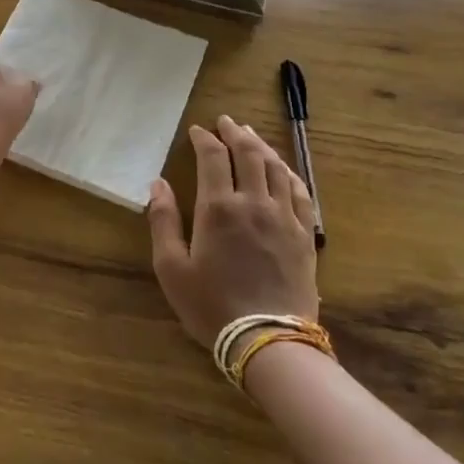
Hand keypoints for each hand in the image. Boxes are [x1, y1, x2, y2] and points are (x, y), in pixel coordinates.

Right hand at [146, 115, 319, 347]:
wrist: (269, 341)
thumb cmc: (212, 306)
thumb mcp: (171, 267)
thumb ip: (163, 220)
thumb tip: (158, 183)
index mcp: (218, 208)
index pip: (213, 157)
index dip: (205, 139)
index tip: (197, 131)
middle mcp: (254, 202)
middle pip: (249, 154)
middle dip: (235, 133)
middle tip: (226, 122)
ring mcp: (284, 217)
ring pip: (276, 167)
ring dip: (262, 146)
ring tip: (251, 136)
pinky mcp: (305, 234)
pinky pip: (301, 192)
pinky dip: (289, 172)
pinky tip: (283, 168)